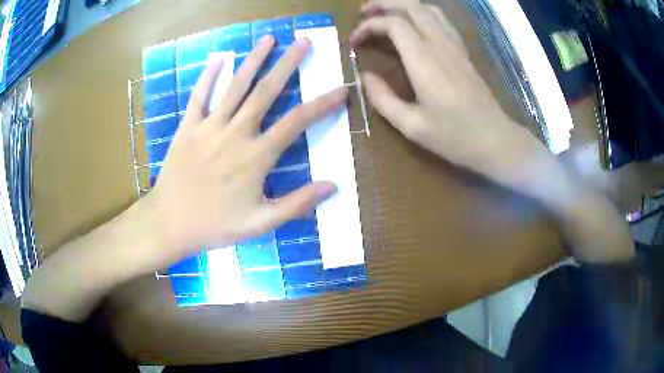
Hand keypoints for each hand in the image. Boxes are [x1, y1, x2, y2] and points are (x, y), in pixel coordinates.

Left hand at [143, 36, 346, 267]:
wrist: (170, 223)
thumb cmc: (215, 226)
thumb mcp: (261, 224)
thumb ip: (297, 204)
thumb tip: (333, 186)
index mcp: (256, 156)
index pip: (297, 122)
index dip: (322, 105)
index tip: (340, 90)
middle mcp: (235, 133)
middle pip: (266, 91)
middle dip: (288, 64)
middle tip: (304, 42)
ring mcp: (209, 126)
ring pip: (235, 86)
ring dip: (253, 60)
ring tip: (269, 38)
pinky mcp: (187, 127)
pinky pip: (199, 96)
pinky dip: (209, 75)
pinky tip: (219, 58)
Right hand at [351, 0, 567, 200]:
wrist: (495, 140)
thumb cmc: (455, 137)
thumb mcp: (412, 126)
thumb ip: (383, 99)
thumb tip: (364, 77)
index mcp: (424, 60)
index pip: (392, 24)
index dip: (369, 27)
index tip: (354, 42)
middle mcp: (439, 45)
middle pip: (411, 6)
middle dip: (383, 4)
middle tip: (363, 12)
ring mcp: (455, 46)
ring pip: (428, 9)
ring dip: (404, 5)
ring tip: (386, 14)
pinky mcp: (463, 52)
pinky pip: (442, 21)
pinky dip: (423, 14)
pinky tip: (415, 25)